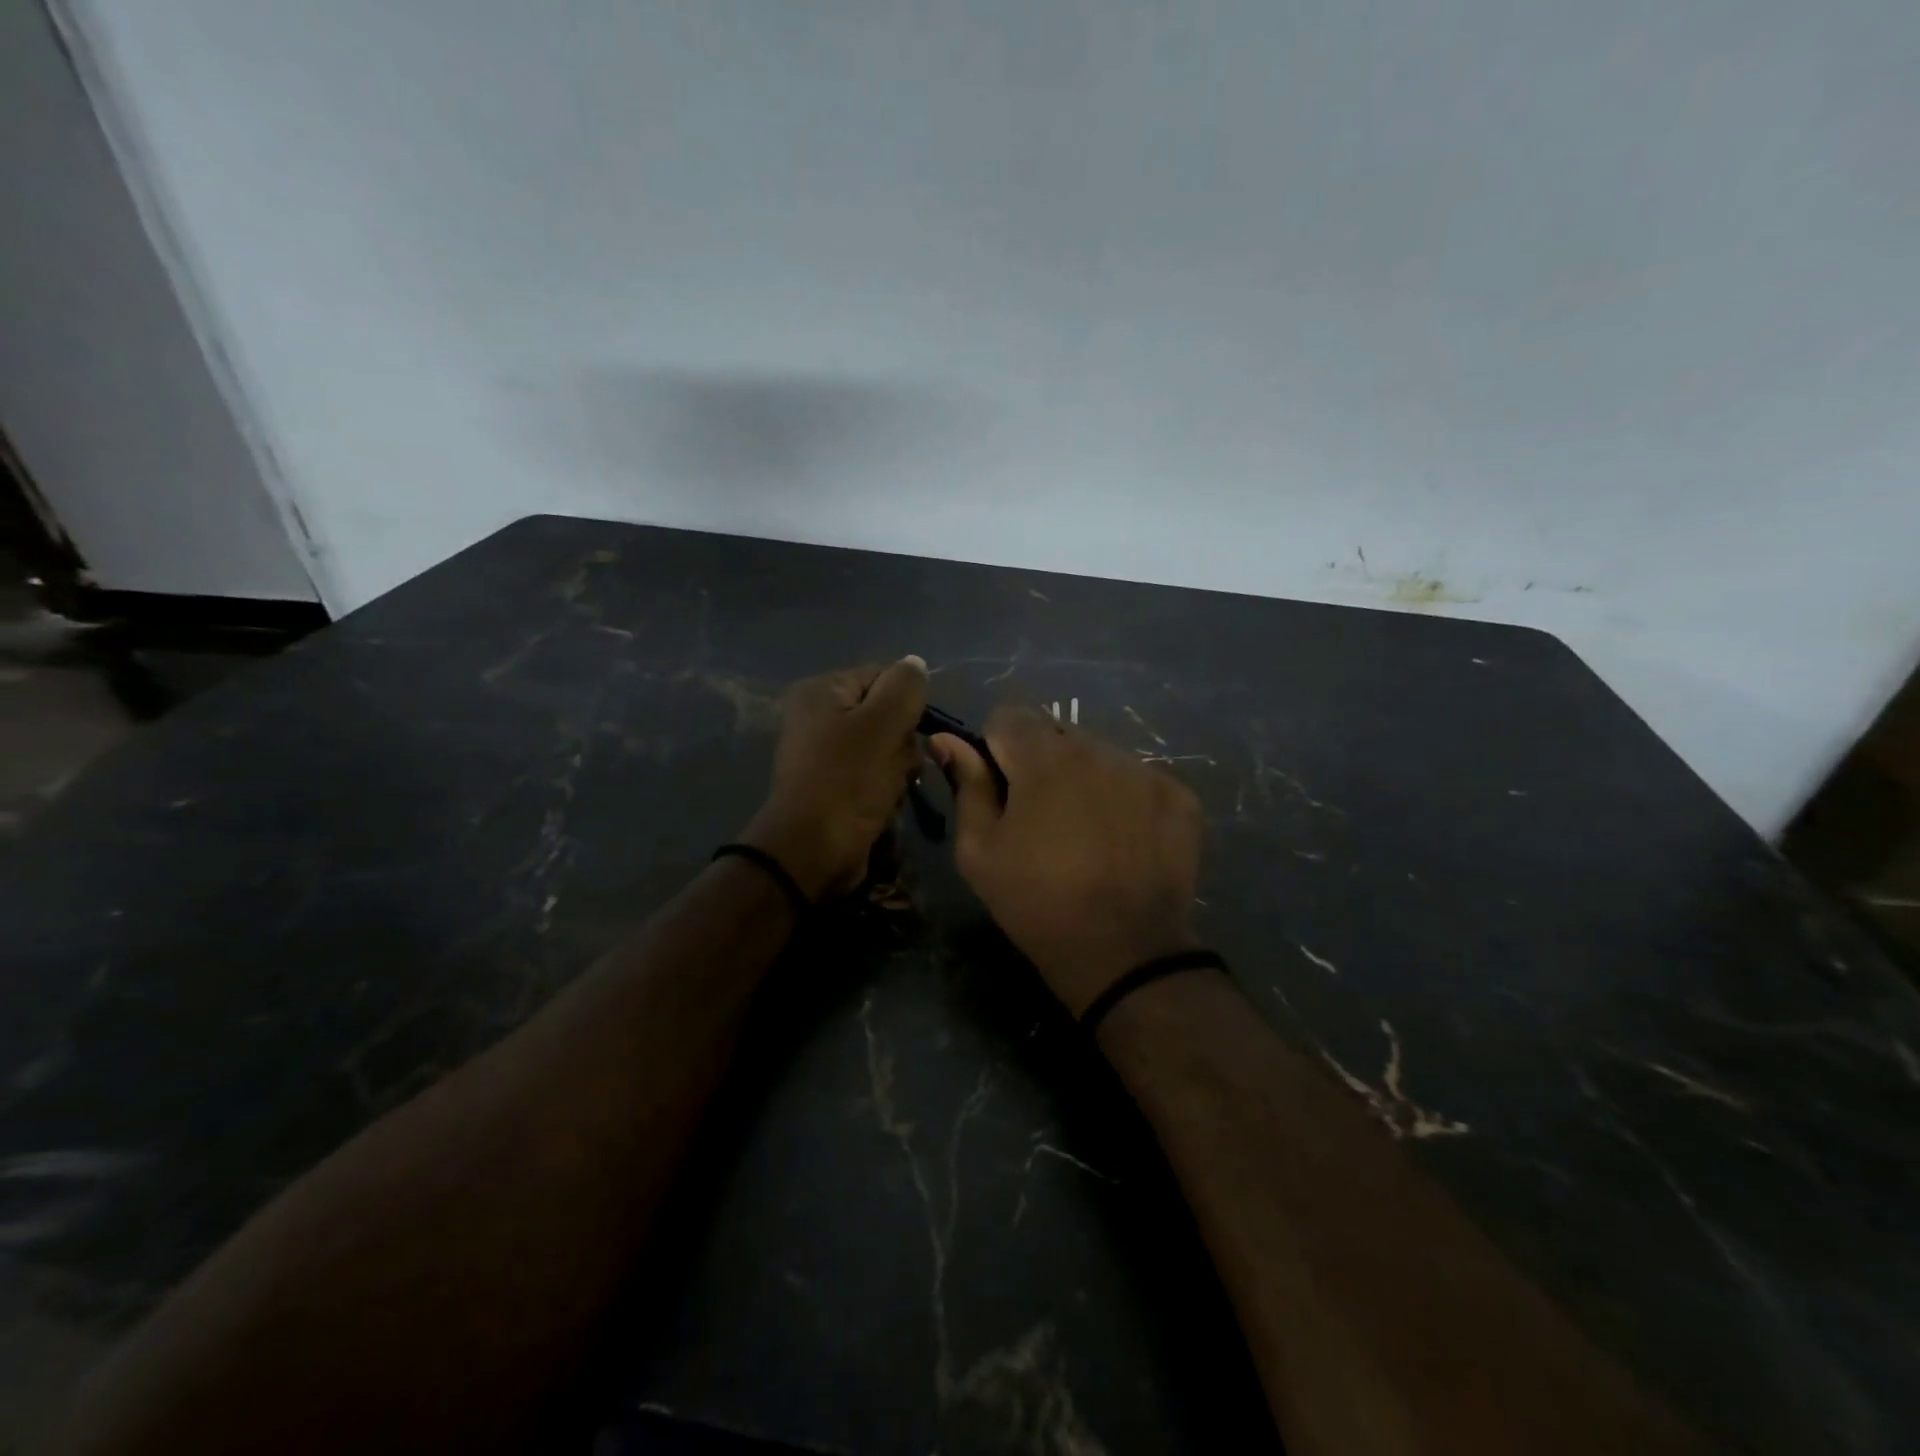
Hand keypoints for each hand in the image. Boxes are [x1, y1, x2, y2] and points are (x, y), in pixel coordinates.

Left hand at [741, 657, 928, 899]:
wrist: (813, 851)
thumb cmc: (848, 781)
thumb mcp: (882, 725)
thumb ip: (904, 688)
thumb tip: (915, 663)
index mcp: (821, 691)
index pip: (884, 676)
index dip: (907, 703)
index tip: (913, 730)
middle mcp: (818, 715)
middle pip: (886, 712)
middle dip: (903, 739)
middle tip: (899, 763)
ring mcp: (825, 752)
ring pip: (887, 745)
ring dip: (899, 766)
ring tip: (892, 786)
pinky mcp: (835, 783)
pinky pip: (875, 772)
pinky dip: (886, 785)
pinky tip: (885, 801)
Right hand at [929, 707, 1202, 1014]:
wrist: (1124, 953)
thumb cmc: (1037, 902)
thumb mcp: (980, 851)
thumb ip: (966, 785)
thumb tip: (946, 739)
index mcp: (1043, 757)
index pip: (1009, 715)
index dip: (996, 747)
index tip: (1001, 788)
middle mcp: (1097, 749)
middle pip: (1056, 734)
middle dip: (1040, 762)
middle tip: (1040, 817)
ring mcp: (1143, 770)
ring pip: (1099, 754)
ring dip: (1083, 778)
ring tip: (1084, 832)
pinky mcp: (1178, 795)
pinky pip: (1137, 778)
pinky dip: (1123, 798)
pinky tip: (1122, 841)